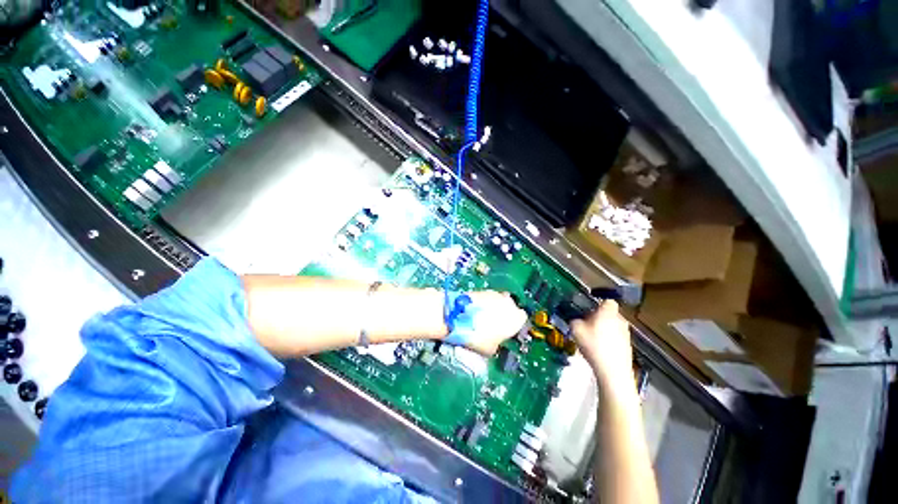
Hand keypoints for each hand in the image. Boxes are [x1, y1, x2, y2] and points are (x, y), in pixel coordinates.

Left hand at [447, 291, 526, 355]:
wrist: (457, 317)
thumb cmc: (478, 337)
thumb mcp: (491, 349)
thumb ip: (498, 344)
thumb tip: (495, 342)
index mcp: (516, 317)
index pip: (522, 319)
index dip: (515, 325)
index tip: (507, 331)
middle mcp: (508, 302)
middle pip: (510, 307)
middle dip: (504, 314)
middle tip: (494, 325)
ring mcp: (494, 293)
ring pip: (498, 301)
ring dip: (493, 308)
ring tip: (481, 319)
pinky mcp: (481, 289)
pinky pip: (486, 298)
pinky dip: (483, 304)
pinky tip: (474, 312)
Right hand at [571, 301, 633, 387]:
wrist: (613, 371)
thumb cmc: (594, 345)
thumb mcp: (576, 329)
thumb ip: (574, 320)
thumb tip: (576, 320)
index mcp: (608, 312)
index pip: (607, 301)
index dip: (598, 304)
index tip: (588, 310)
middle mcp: (620, 320)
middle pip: (609, 314)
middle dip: (599, 317)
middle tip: (587, 324)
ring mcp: (626, 333)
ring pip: (613, 326)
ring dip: (604, 329)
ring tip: (592, 338)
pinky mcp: (628, 346)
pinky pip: (616, 337)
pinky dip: (609, 340)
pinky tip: (599, 349)